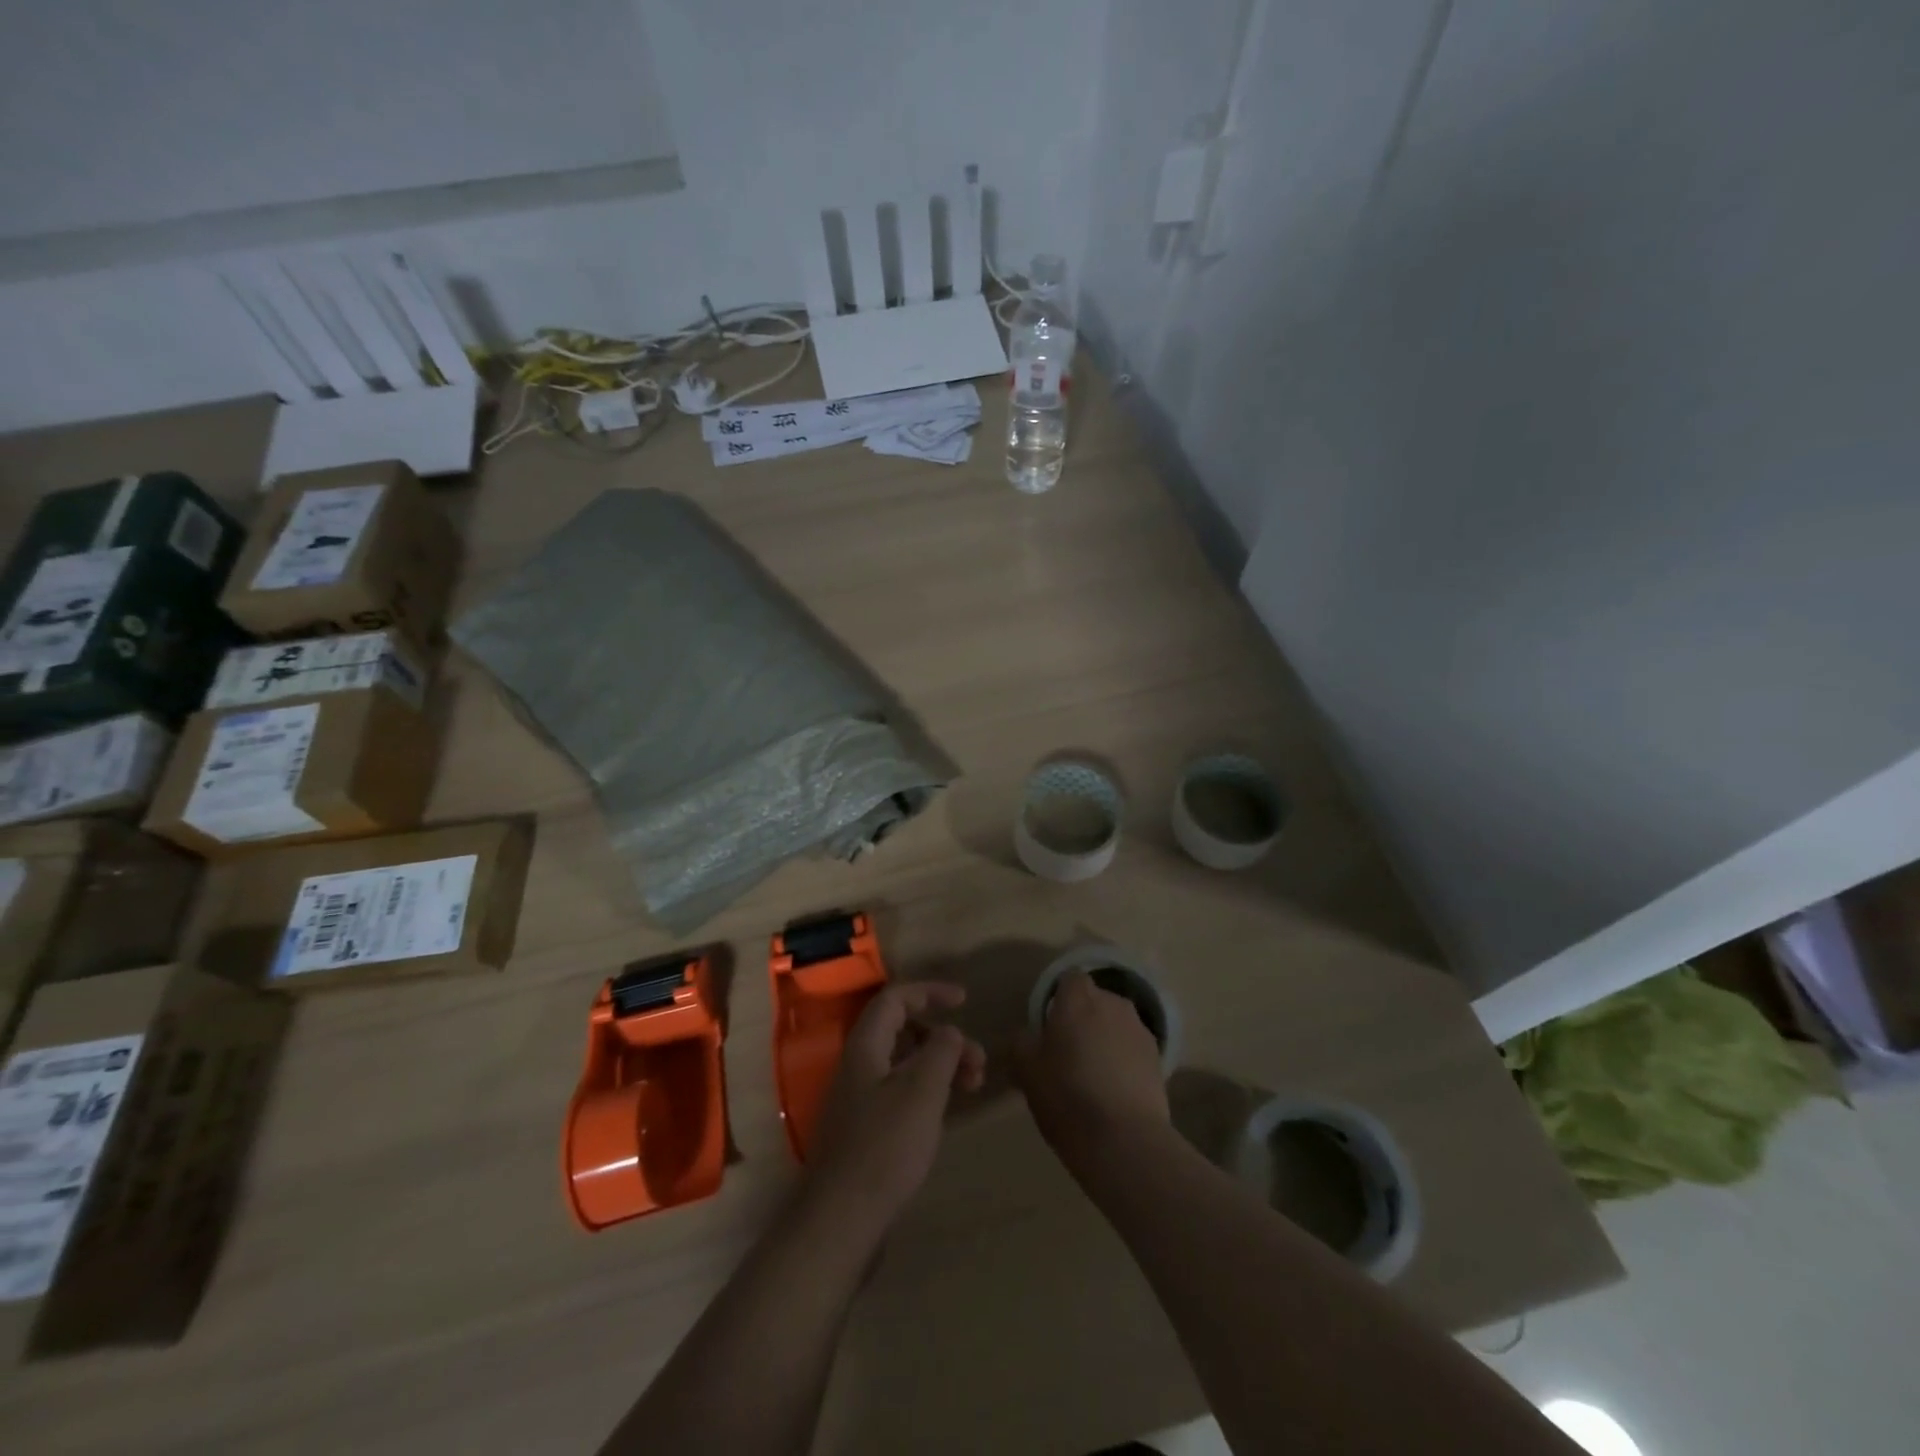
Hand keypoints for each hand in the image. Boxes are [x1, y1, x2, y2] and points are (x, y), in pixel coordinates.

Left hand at [806, 982, 986, 1238]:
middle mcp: (860, 1065)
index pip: (896, 998)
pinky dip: (930, 1090)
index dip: (930, 992)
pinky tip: (948, 1109)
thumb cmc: (885, 1147)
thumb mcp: (922, 1091)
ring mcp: (861, 1098)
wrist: (842, 1220)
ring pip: (906, 1063)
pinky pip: (903, 1091)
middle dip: (944, 1036)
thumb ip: (941, 1052)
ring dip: (941, 1065)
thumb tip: (950, 1032)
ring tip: (974, 1085)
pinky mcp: (868, 1129)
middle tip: (978, 1059)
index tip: (964, 1001)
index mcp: (866, 1046)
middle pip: (903, 1030)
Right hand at [1014, 971, 1169, 1172]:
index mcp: (1078, 998)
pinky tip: (1114, 1090)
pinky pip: (1133, 1048)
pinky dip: (1124, 1060)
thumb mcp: (1026, 1069)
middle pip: (1095, 1000)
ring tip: (1093, 1074)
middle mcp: (1113, 1003)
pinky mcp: (1159, 1058)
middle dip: (1083, 1018)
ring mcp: (1140, 1029)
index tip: (1050, 1025)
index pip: (1069, 979)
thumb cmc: (1066, 1095)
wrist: (1123, 1139)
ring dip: (1105, 1038)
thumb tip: (1031, 1034)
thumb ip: (1024, 1041)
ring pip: (1116, 1024)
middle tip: (1068, 1052)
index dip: (1059, 998)